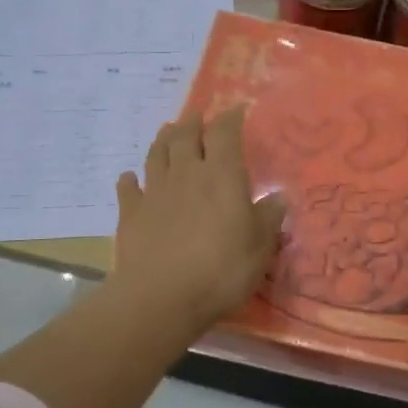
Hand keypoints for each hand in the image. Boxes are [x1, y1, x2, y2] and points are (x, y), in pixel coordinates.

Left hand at [112, 109, 285, 331]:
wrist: (161, 297)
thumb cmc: (221, 269)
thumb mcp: (260, 247)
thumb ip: (268, 218)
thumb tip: (279, 196)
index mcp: (222, 175)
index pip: (225, 133)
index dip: (230, 117)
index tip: (236, 109)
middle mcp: (186, 173)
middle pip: (185, 136)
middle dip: (193, 122)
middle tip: (197, 117)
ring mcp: (155, 192)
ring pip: (157, 154)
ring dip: (163, 140)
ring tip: (168, 131)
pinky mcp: (131, 214)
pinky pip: (128, 189)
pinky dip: (130, 180)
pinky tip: (130, 178)